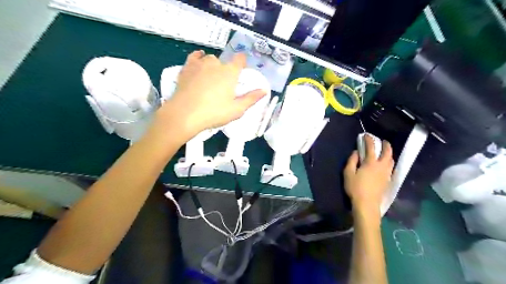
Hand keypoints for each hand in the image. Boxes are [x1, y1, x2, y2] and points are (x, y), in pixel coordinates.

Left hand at [152, 50, 266, 143]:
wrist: (184, 115)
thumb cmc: (214, 113)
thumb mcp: (237, 109)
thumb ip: (251, 98)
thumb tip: (264, 90)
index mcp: (230, 72)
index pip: (240, 59)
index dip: (242, 63)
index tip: (241, 71)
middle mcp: (216, 64)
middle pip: (224, 62)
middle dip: (226, 70)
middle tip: (224, 86)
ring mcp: (199, 64)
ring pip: (209, 59)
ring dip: (213, 66)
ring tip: (211, 78)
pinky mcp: (186, 68)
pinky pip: (194, 57)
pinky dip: (198, 58)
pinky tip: (199, 62)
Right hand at [344, 134, 394, 218]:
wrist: (367, 204)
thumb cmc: (355, 188)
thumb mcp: (348, 173)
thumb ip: (352, 161)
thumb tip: (355, 152)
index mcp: (371, 163)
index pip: (371, 147)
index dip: (369, 140)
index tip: (366, 135)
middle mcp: (381, 166)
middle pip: (387, 152)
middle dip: (386, 145)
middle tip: (383, 141)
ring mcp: (386, 174)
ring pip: (391, 160)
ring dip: (389, 153)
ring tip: (385, 152)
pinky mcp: (388, 181)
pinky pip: (391, 168)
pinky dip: (389, 162)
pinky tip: (386, 165)